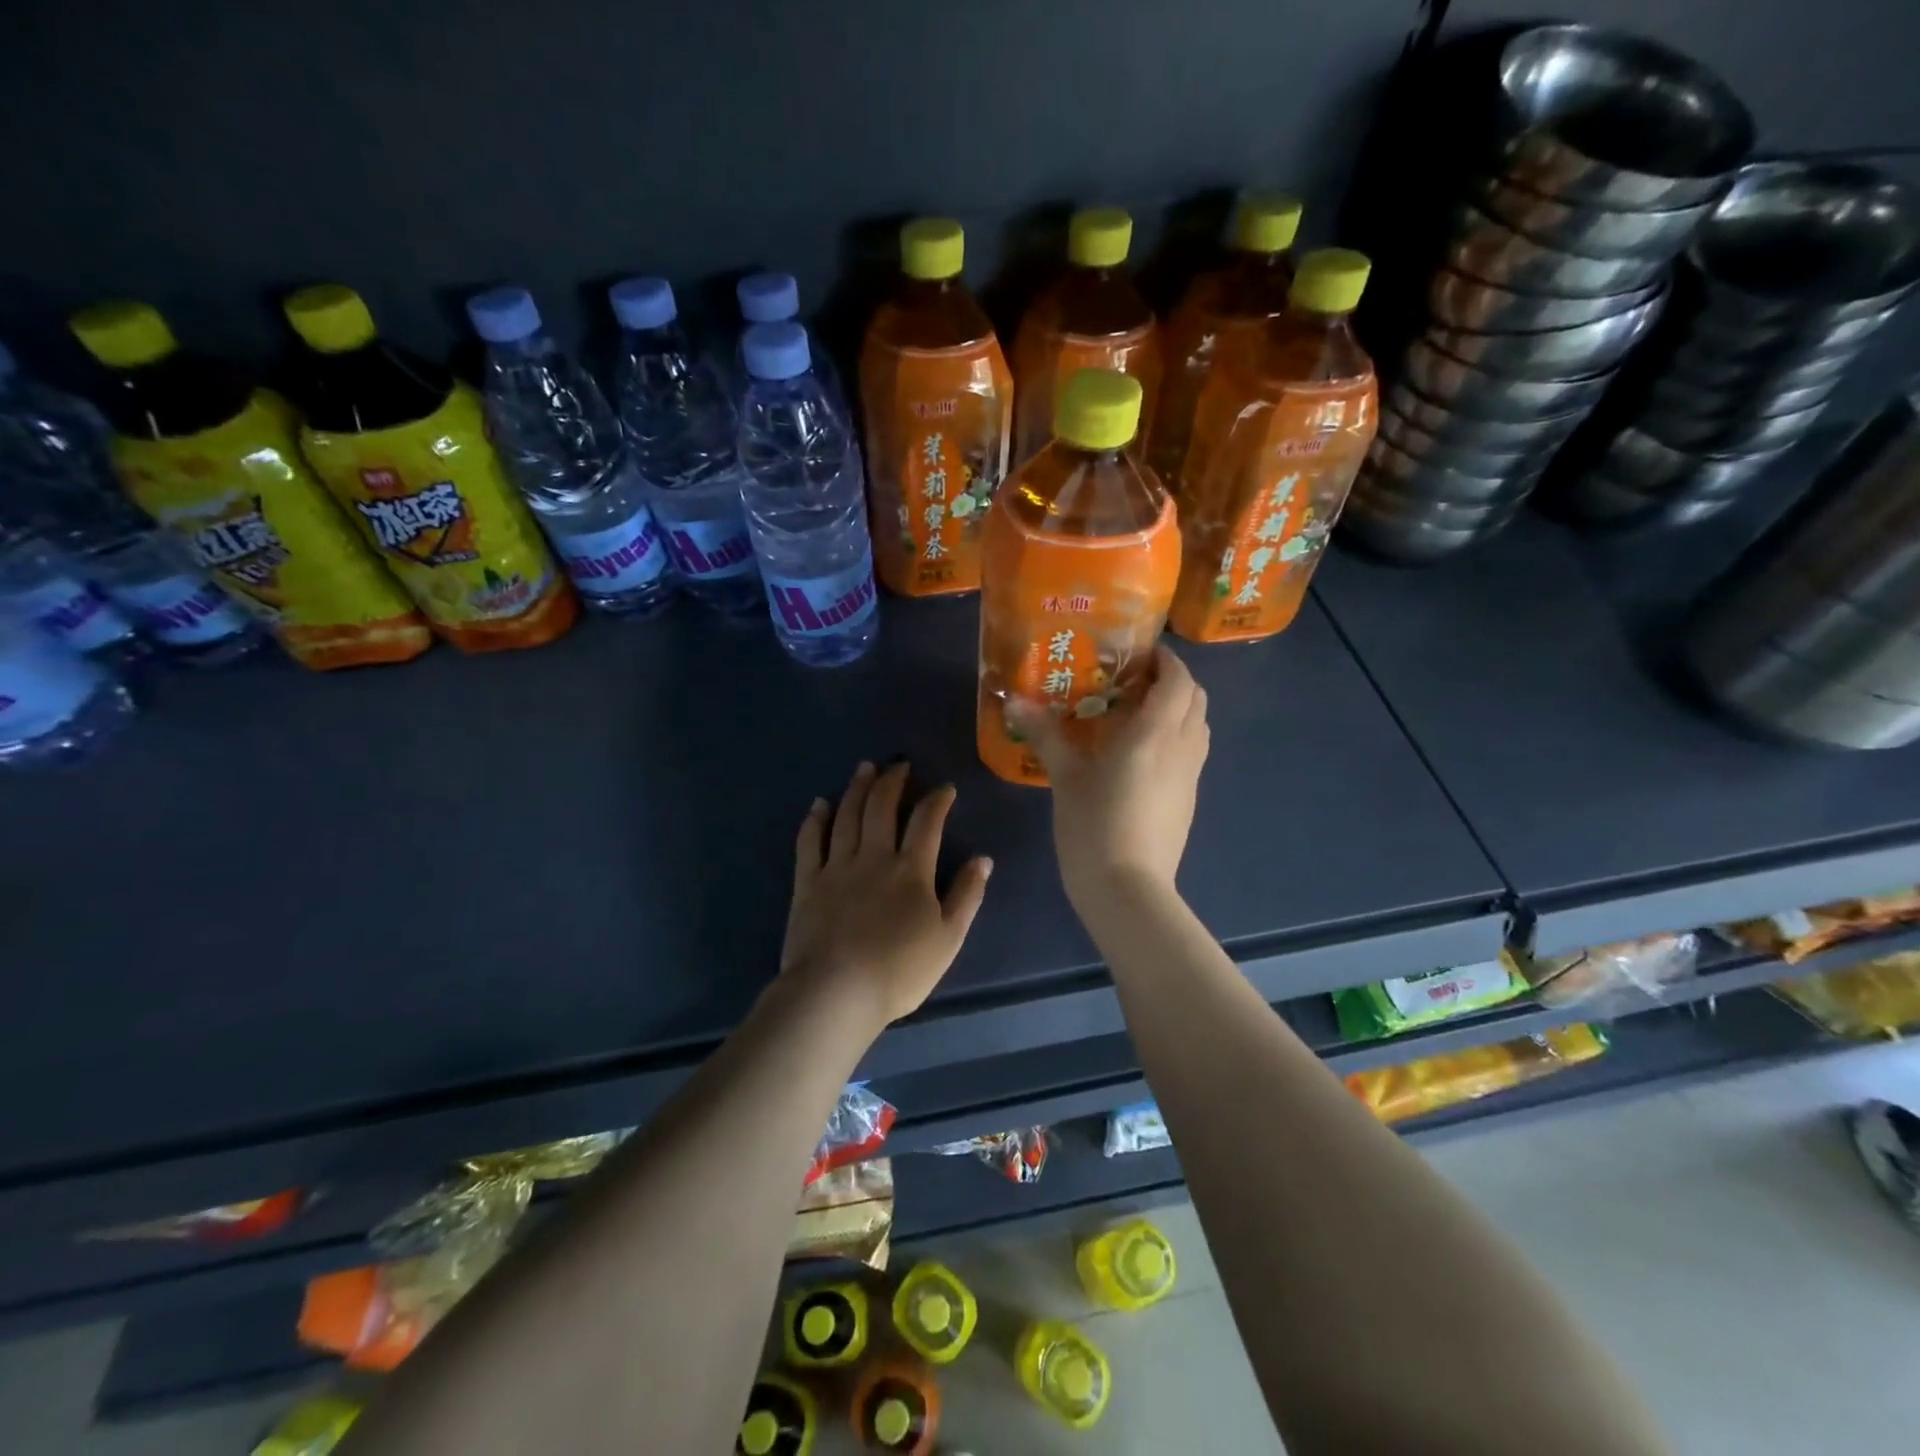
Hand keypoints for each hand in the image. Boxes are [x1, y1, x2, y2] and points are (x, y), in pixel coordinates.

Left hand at [781, 761, 992, 1030]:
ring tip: (864, 769)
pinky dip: (815, 820)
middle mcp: (873, 857)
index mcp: (911, 870)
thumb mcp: (948, 939)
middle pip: (881, 808)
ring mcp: (837, 867)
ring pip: (847, 816)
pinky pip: (810, 842)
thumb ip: (967, 896)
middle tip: (898, 765)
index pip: (927, 822)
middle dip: (892, 782)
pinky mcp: (807, 883)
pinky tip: (819, 804)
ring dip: (857, 789)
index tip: (945, 789)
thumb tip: (983, 859)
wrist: (836, 993)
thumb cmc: (899, 971)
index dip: (937, 800)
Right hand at [1010, 644, 1209, 911]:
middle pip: (1195, 698)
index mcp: (1155, 733)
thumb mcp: (1065, 777)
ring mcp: (1190, 776)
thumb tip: (1014, 701)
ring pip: (1198, 725)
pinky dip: (1175, 737)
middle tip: (1133, 681)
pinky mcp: (1189, 799)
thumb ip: (1045, 733)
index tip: (1138, 654)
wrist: (1127, 889)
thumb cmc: (1094, 826)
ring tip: (1136, 714)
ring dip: (1177, 709)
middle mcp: (1182, 747)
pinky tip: (1140, 755)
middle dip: (1172, 681)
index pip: (1178, 679)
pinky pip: (1191, 752)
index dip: (1165, 660)